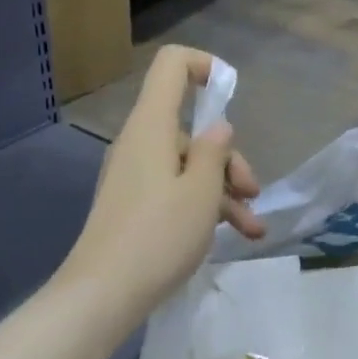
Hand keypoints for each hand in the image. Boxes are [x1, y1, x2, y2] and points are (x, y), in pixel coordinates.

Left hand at [61, 46, 263, 313]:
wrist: (104, 293)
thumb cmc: (159, 235)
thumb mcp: (202, 192)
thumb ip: (215, 152)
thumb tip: (219, 127)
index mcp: (152, 127)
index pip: (171, 66)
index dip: (204, 66)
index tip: (231, 91)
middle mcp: (140, 143)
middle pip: (190, 130)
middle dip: (229, 158)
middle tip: (253, 192)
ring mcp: (134, 176)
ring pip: (188, 167)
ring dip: (224, 192)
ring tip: (253, 229)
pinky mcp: (133, 205)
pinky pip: (174, 191)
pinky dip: (202, 207)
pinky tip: (231, 237)